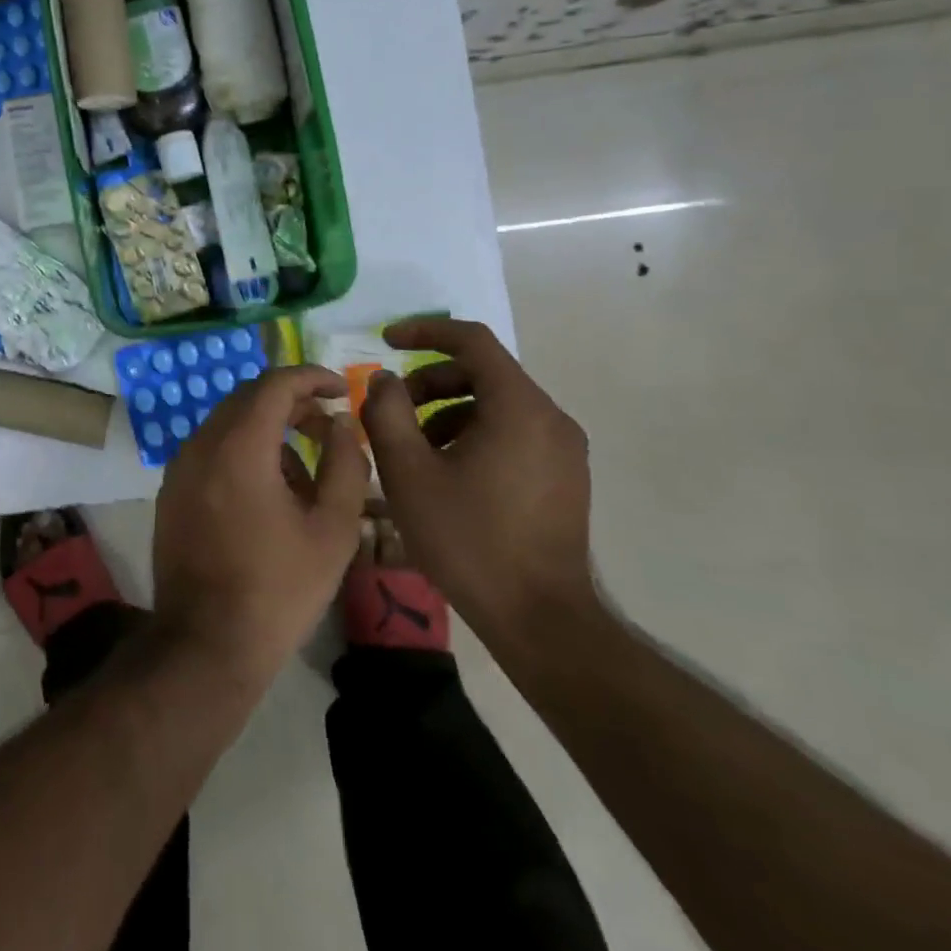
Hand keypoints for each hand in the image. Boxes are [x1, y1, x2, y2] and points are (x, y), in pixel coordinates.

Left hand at [152, 366, 370, 679]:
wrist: (206, 643)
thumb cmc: (278, 589)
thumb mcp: (332, 530)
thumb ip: (345, 465)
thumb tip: (342, 423)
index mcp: (238, 446)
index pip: (274, 384)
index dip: (311, 377)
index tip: (339, 388)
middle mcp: (201, 444)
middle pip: (248, 399)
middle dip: (292, 403)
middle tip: (329, 428)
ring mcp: (179, 467)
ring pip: (229, 425)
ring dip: (268, 431)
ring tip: (306, 475)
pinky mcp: (171, 490)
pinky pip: (211, 451)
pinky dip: (243, 452)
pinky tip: (269, 495)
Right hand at [358, 318, 597, 650]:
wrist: (540, 618)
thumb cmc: (468, 539)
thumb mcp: (408, 472)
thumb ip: (387, 413)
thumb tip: (385, 379)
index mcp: (518, 407)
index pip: (472, 341)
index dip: (424, 331)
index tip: (386, 342)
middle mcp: (550, 418)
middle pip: (484, 372)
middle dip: (431, 380)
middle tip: (392, 410)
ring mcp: (564, 449)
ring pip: (497, 404)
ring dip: (448, 409)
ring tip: (413, 448)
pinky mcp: (565, 476)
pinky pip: (513, 431)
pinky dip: (473, 432)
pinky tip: (446, 472)